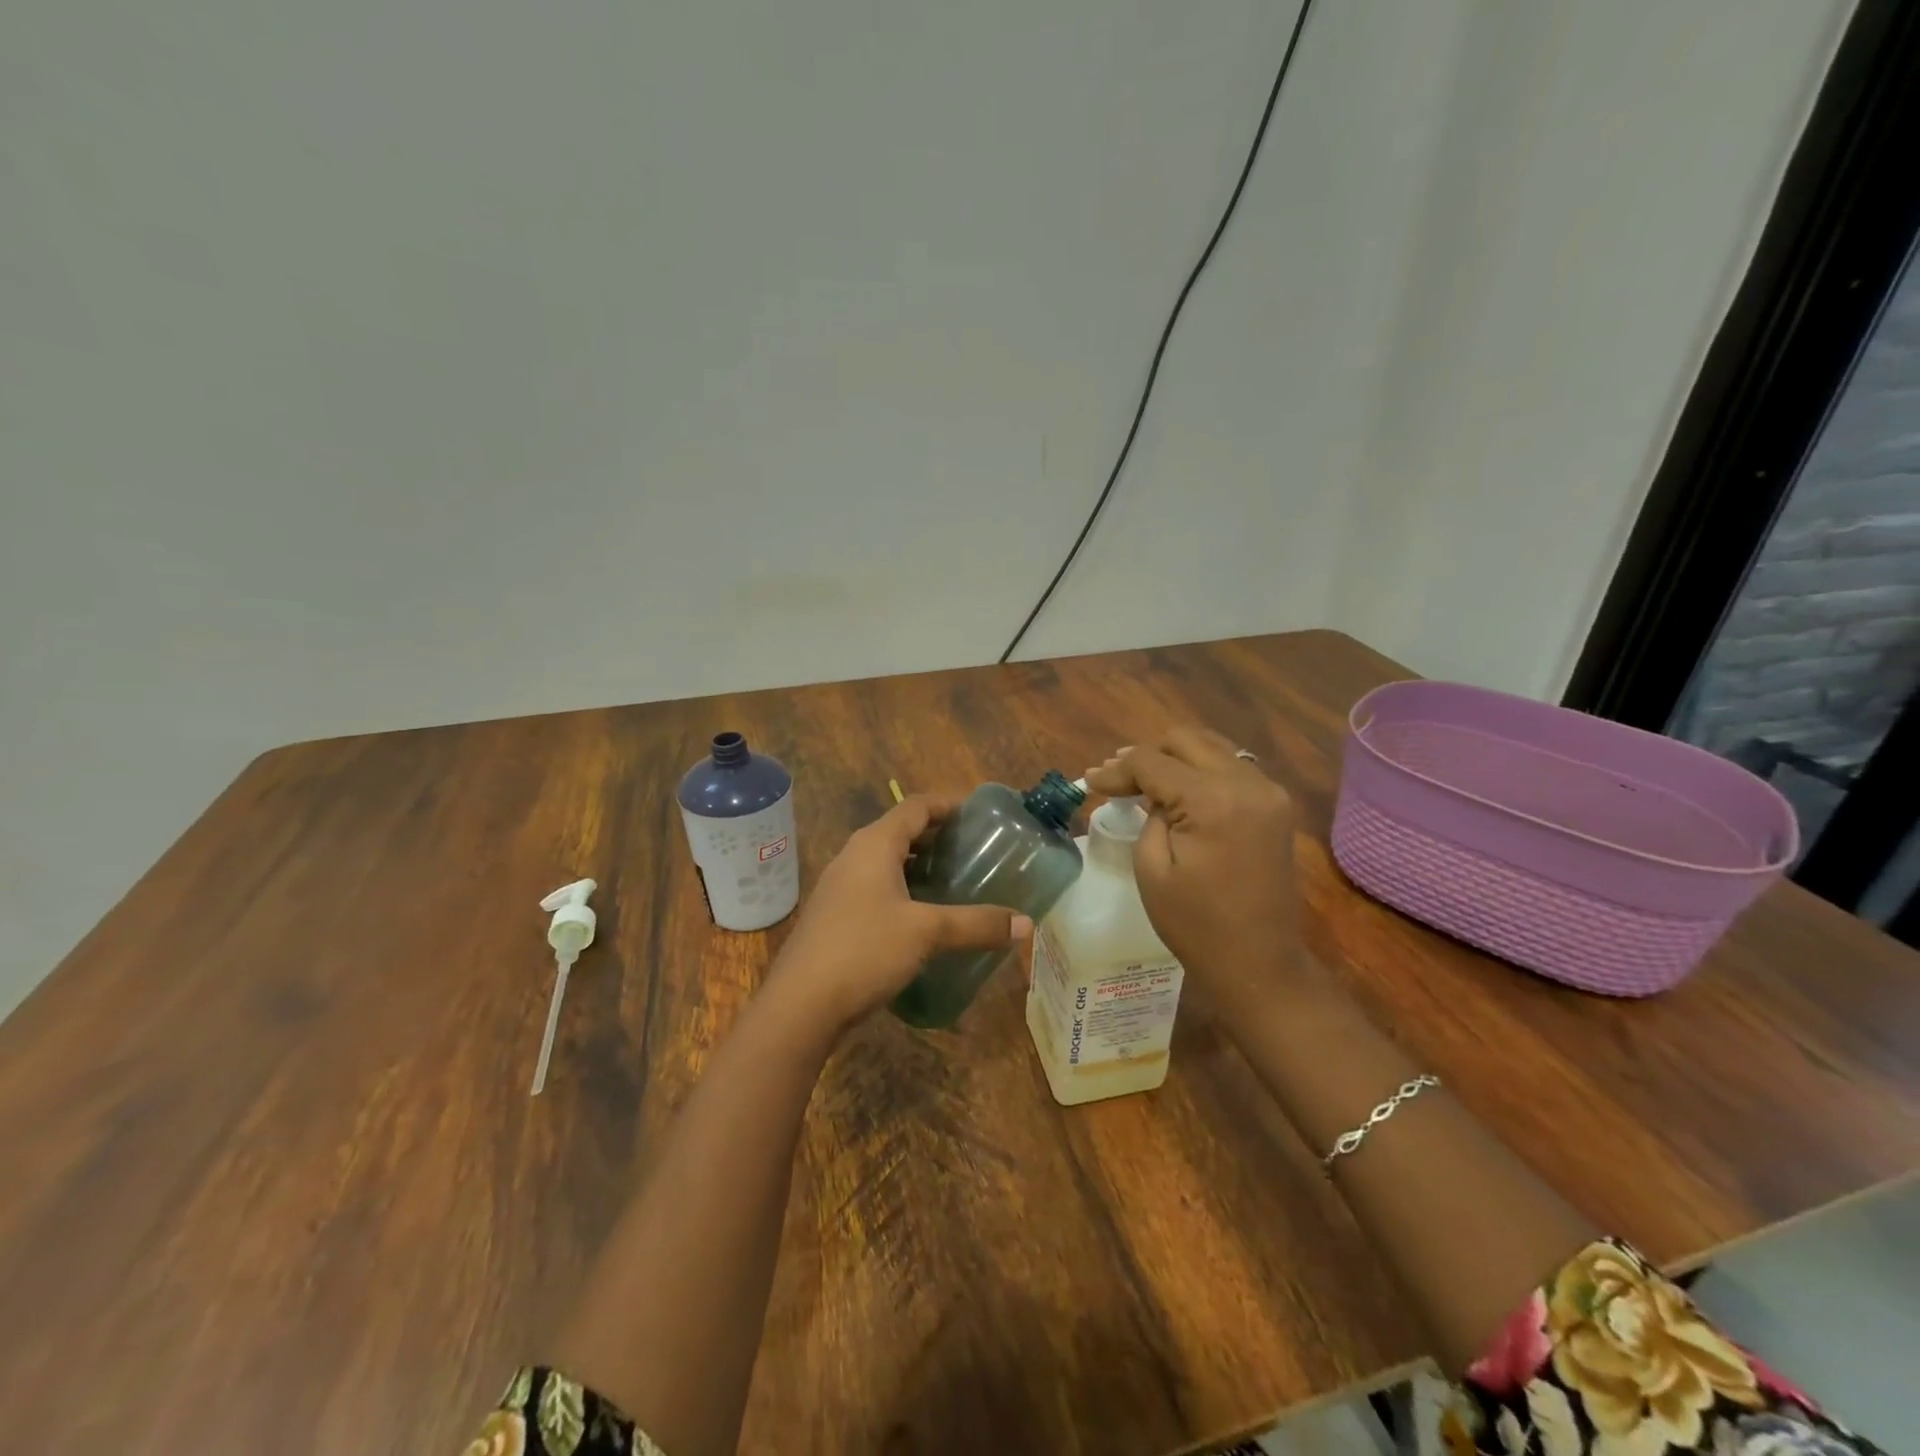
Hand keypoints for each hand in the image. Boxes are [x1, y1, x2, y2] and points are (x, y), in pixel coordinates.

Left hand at [767, 794, 1032, 1033]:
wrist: (800, 1004)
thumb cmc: (864, 950)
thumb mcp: (927, 933)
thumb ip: (976, 924)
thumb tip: (1026, 924)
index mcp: (874, 844)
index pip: (916, 806)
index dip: (949, 804)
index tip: (981, 814)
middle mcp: (855, 856)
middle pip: (902, 830)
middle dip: (939, 836)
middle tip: (977, 849)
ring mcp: (841, 886)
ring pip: (888, 861)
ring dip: (922, 865)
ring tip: (958, 879)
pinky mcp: (836, 914)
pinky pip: (877, 887)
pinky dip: (906, 888)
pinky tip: (926, 915)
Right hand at [1084, 728, 1314, 1014]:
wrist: (1259, 964)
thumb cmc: (1196, 925)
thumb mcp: (1152, 869)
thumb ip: (1148, 815)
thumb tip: (1147, 792)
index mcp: (1213, 801)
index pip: (1154, 762)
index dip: (1116, 769)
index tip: (1089, 781)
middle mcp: (1247, 783)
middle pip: (1186, 740)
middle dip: (1146, 755)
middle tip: (1117, 781)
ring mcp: (1268, 792)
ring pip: (1212, 747)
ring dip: (1175, 759)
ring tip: (1143, 783)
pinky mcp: (1275, 806)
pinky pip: (1232, 767)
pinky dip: (1201, 771)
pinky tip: (1179, 794)